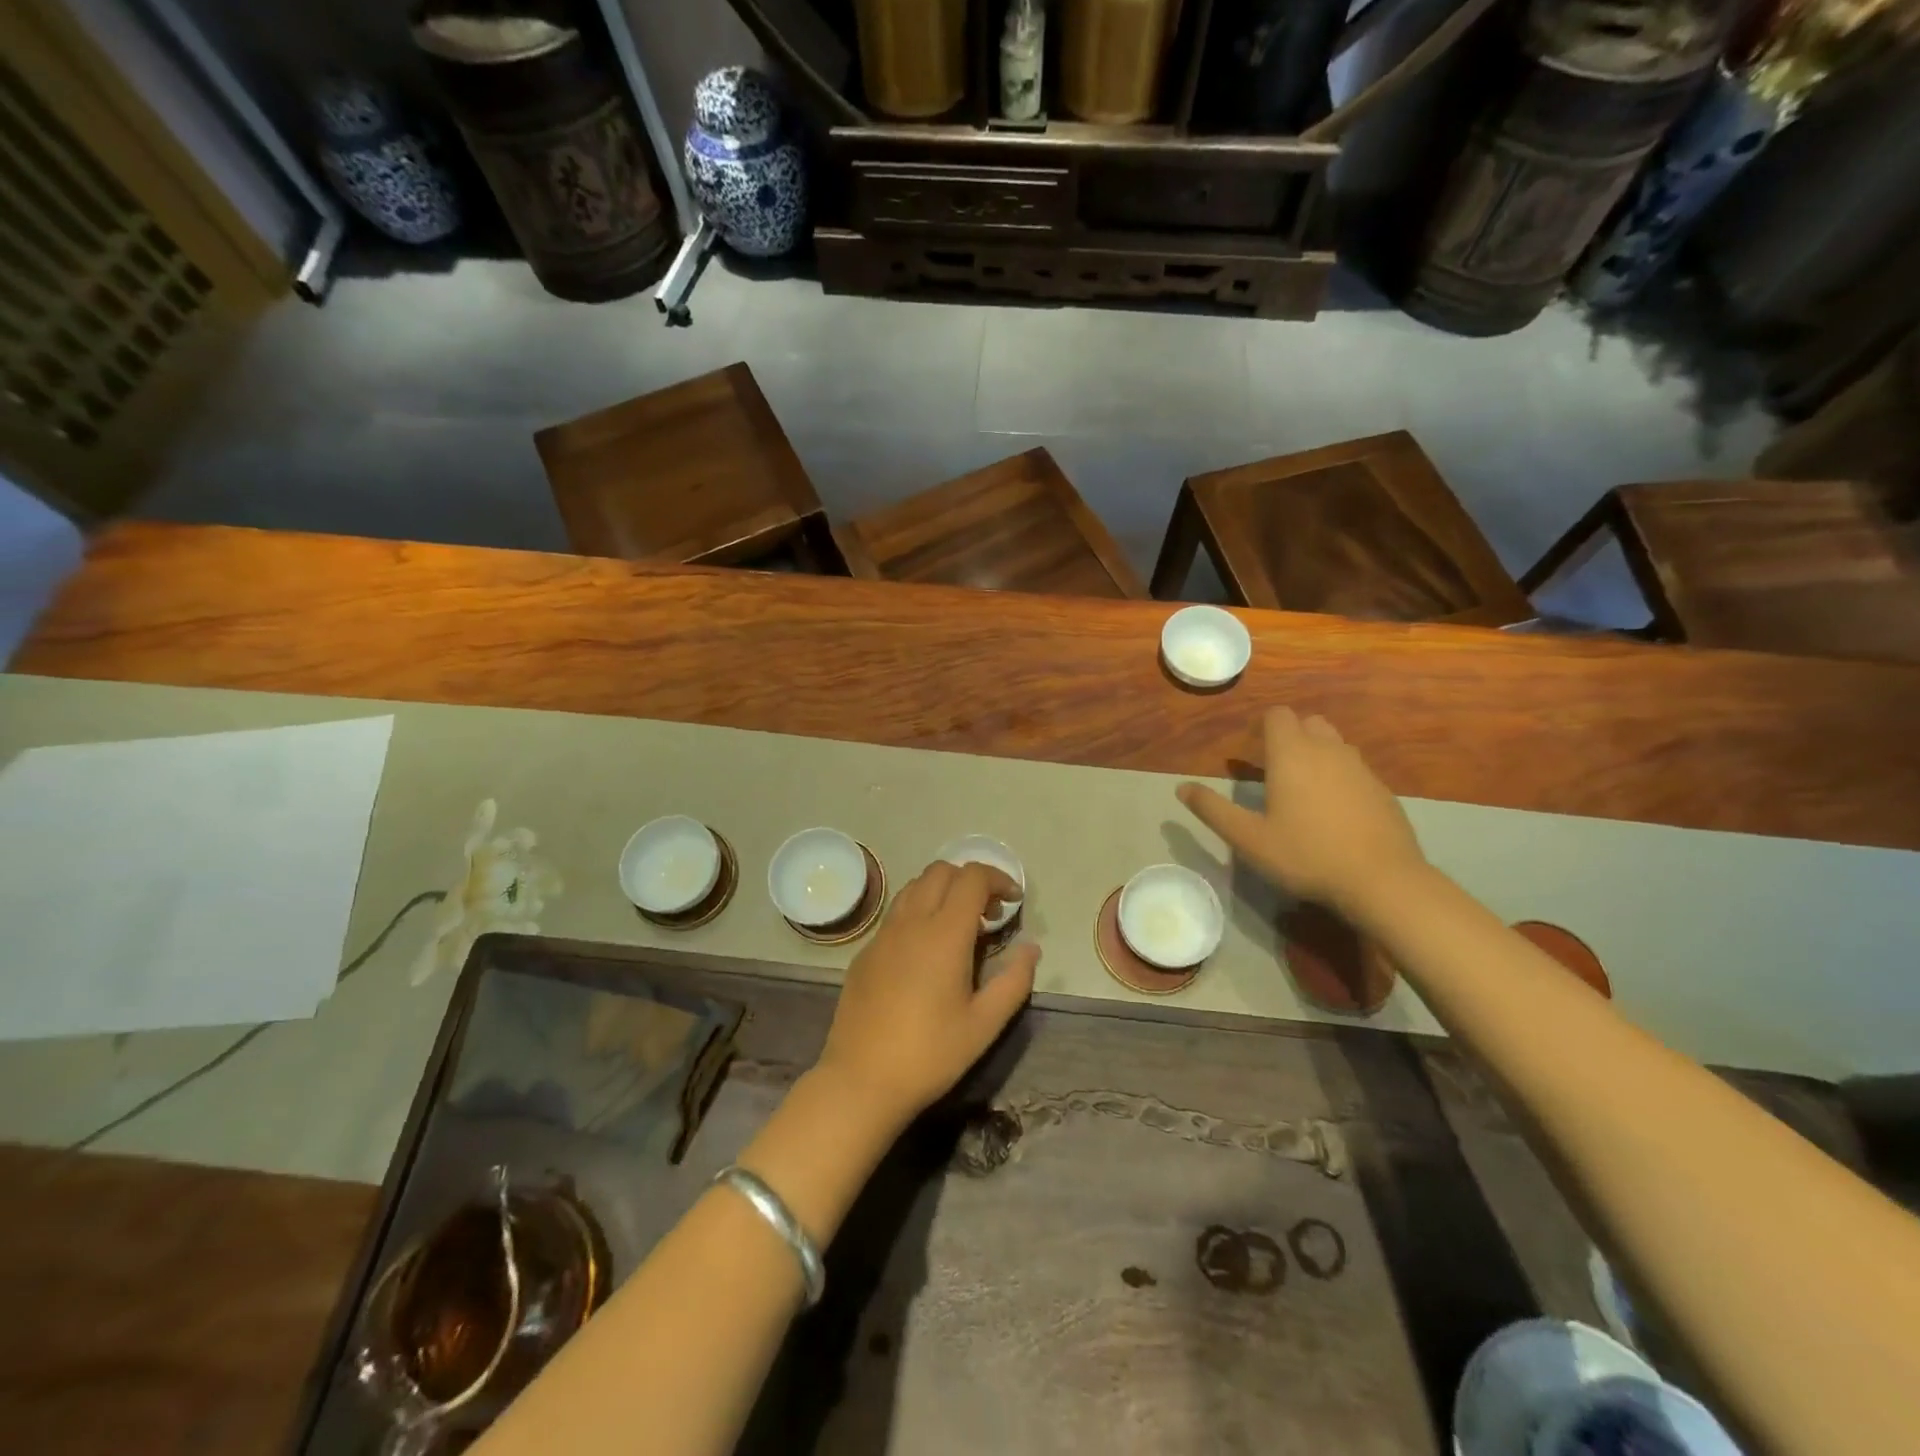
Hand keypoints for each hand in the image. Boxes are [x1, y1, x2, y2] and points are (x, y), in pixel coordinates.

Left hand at [815, 861, 1037, 1126]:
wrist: (861, 1080)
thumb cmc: (930, 1054)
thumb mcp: (984, 1024)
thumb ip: (1014, 980)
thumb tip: (1031, 948)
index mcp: (944, 934)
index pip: (972, 877)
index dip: (998, 878)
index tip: (1013, 901)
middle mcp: (911, 922)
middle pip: (941, 871)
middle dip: (970, 880)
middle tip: (989, 915)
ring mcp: (883, 934)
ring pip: (914, 886)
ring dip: (942, 891)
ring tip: (959, 927)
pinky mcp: (865, 951)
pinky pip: (896, 913)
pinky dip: (918, 911)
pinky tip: (926, 951)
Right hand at [1177, 708, 1425, 916]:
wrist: (1382, 880)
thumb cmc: (1306, 855)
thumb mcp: (1248, 838)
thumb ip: (1213, 810)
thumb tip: (1181, 788)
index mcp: (1292, 754)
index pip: (1278, 715)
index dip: (1262, 727)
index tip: (1250, 752)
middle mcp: (1328, 750)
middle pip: (1309, 722)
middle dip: (1290, 736)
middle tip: (1273, 769)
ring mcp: (1360, 769)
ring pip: (1335, 744)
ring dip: (1316, 754)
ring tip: (1303, 790)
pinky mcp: (1383, 790)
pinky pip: (1355, 769)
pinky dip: (1340, 777)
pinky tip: (1334, 812)